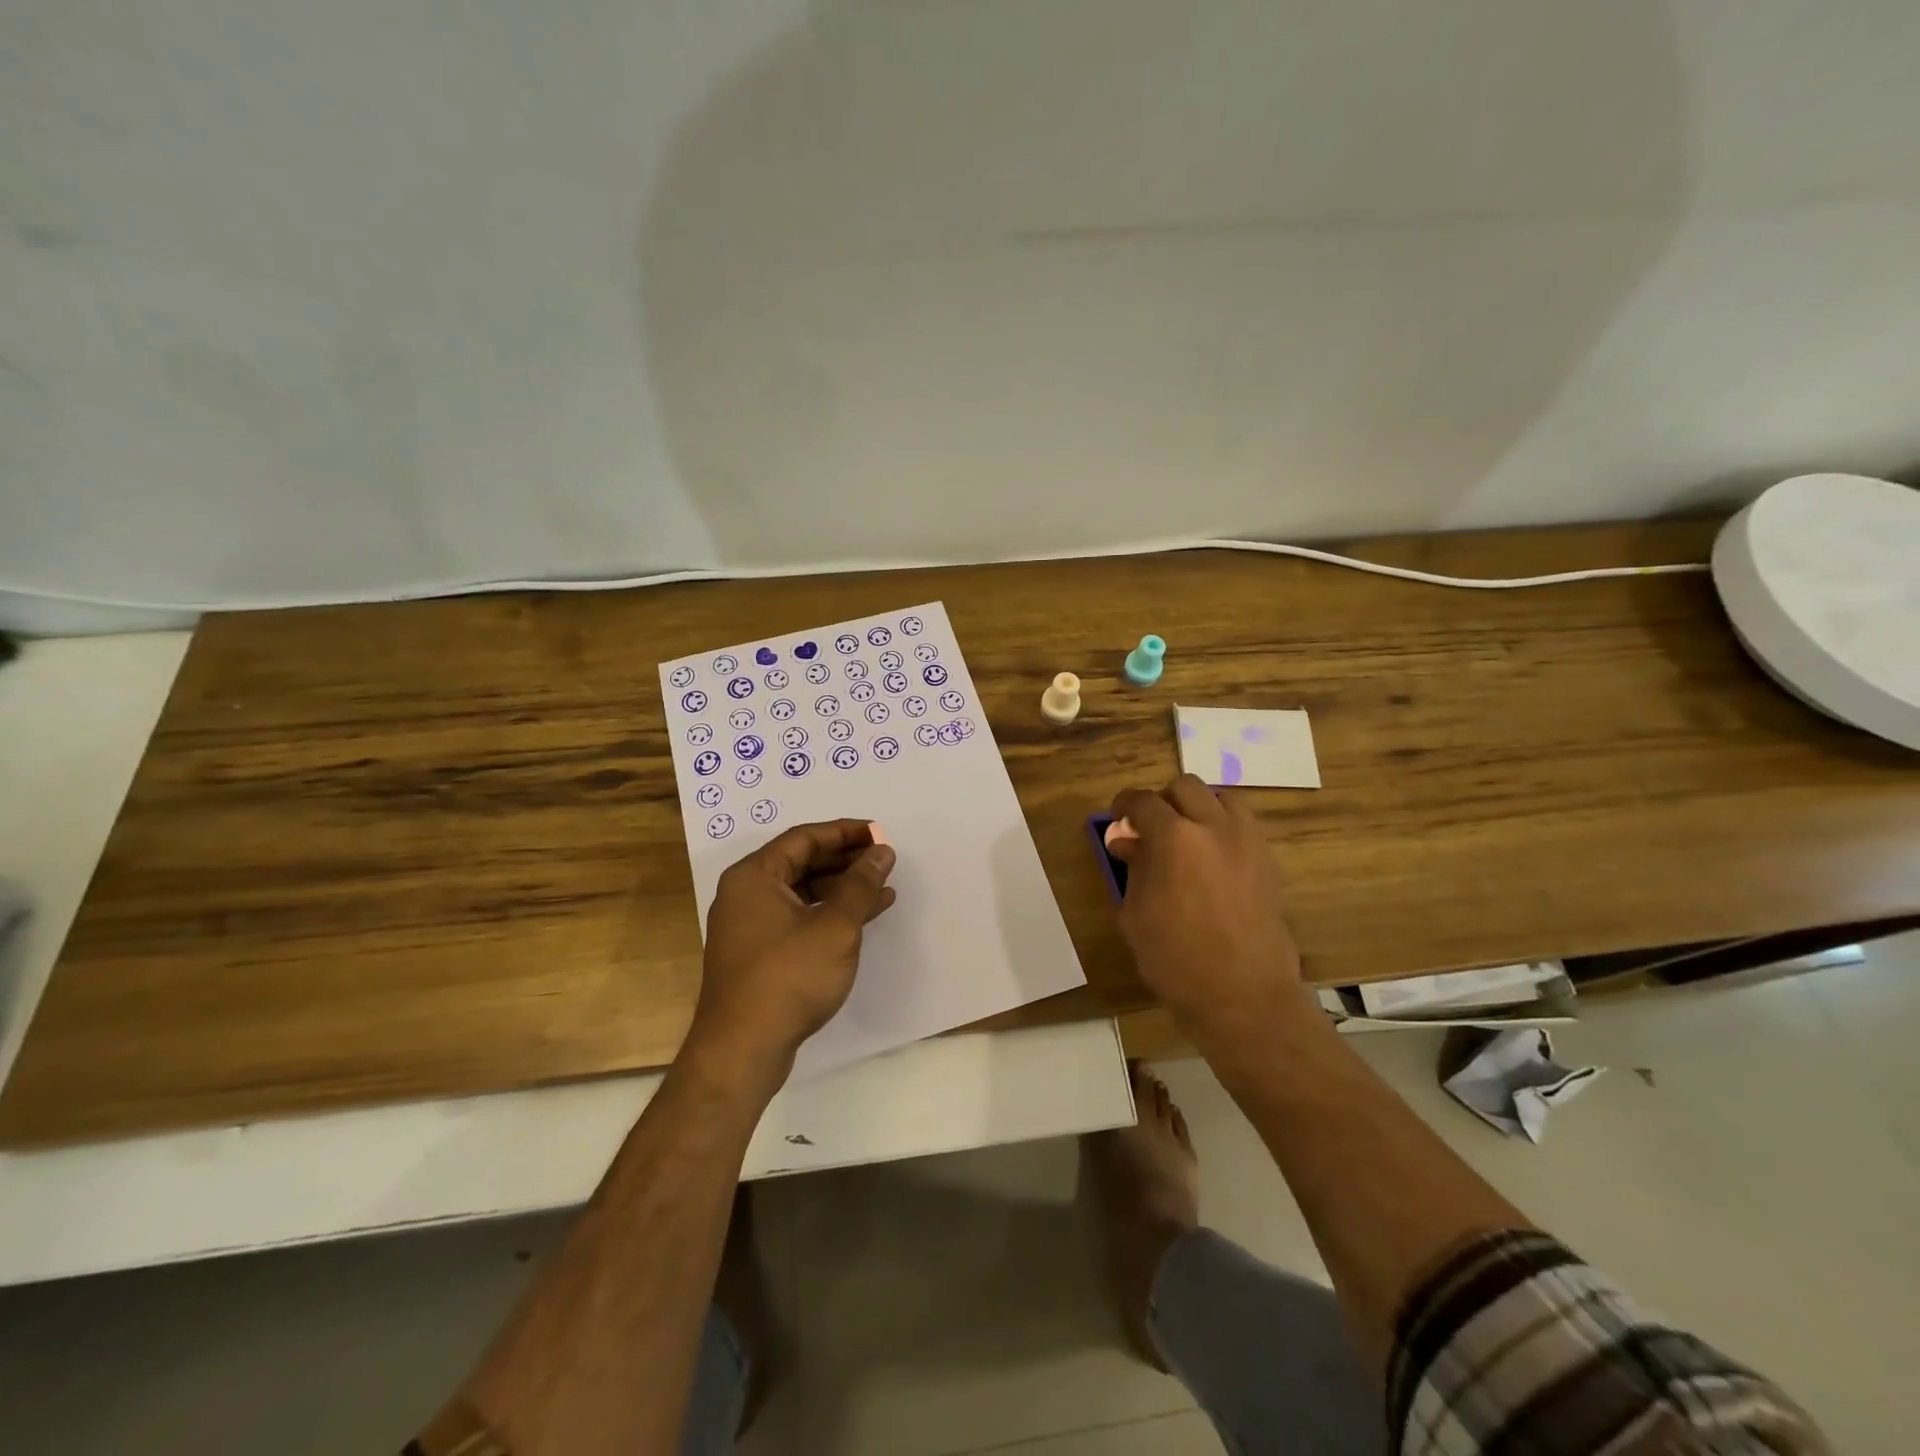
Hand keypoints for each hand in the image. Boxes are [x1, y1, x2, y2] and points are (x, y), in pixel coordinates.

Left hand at [686, 819, 897, 1089]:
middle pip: (801, 862)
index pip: (804, 838)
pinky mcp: (758, 954)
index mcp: (754, 876)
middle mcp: (746, 894)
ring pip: (802, 892)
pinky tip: (862, 919)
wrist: (742, 1051)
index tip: (880, 833)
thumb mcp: (835, 926)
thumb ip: (861, 885)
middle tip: (883, 859)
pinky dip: (829, 913)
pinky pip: (798, 917)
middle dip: (845, 859)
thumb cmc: (789, 977)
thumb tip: (881, 851)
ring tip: (883, 889)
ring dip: (841, 888)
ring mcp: (749, 926)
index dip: (845, 832)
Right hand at [1108, 776, 1307, 1052]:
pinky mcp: (1268, 862)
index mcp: (1175, 837)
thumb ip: (1133, 868)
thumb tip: (1127, 841)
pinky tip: (1212, 860)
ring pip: (1221, 798)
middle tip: (1151, 829)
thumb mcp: (1136, 914)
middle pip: (1185, 787)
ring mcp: (1248, 842)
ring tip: (1186, 838)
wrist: (1244, 997)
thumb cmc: (1176, 960)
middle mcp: (1214, 827)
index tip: (1117, 819)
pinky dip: (1223, 828)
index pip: (1143, 801)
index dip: (1124, 805)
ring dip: (1199, 808)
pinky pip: (1243, 826)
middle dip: (1163, 801)